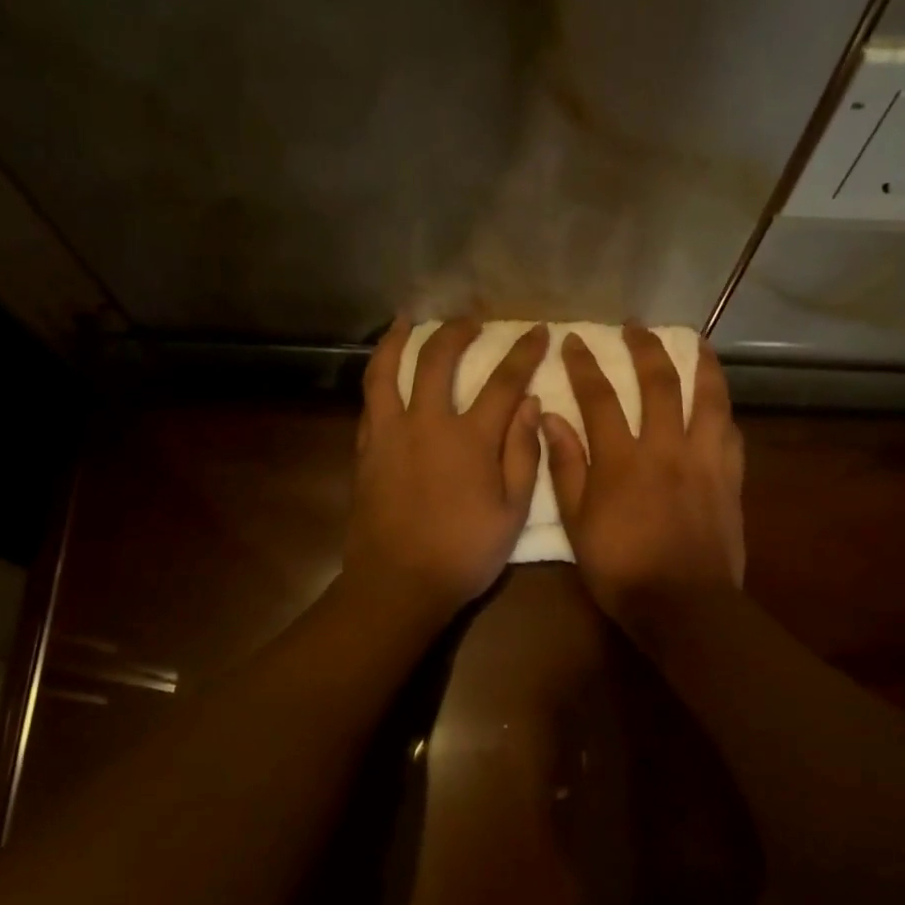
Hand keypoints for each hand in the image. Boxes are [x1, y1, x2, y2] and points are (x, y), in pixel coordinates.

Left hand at [345, 318, 547, 620]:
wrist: (398, 583)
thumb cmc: (464, 553)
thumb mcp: (512, 512)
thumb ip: (522, 453)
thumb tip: (530, 404)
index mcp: (470, 439)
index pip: (503, 381)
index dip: (523, 352)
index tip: (538, 331)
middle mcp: (427, 423)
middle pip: (438, 358)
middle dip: (457, 330)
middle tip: (471, 321)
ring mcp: (389, 433)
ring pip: (388, 370)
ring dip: (399, 339)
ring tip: (407, 320)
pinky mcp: (366, 450)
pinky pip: (370, 401)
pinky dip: (379, 377)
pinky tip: (385, 372)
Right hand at [542, 327, 744, 628]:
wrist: (682, 604)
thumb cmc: (620, 569)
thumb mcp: (577, 523)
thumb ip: (566, 467)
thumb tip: (552, 418)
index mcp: (621, 459)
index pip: (599, 397)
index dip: (584, 365)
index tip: (575, 340)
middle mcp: (665, 447)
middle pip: (658, 383)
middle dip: (644, 348)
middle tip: (634, 327)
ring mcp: (704, 460)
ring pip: (707, 398)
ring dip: (700, 365)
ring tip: (695, 343)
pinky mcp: (730, 479)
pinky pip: (730, 432)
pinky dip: (723, 410)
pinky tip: (719, 404)